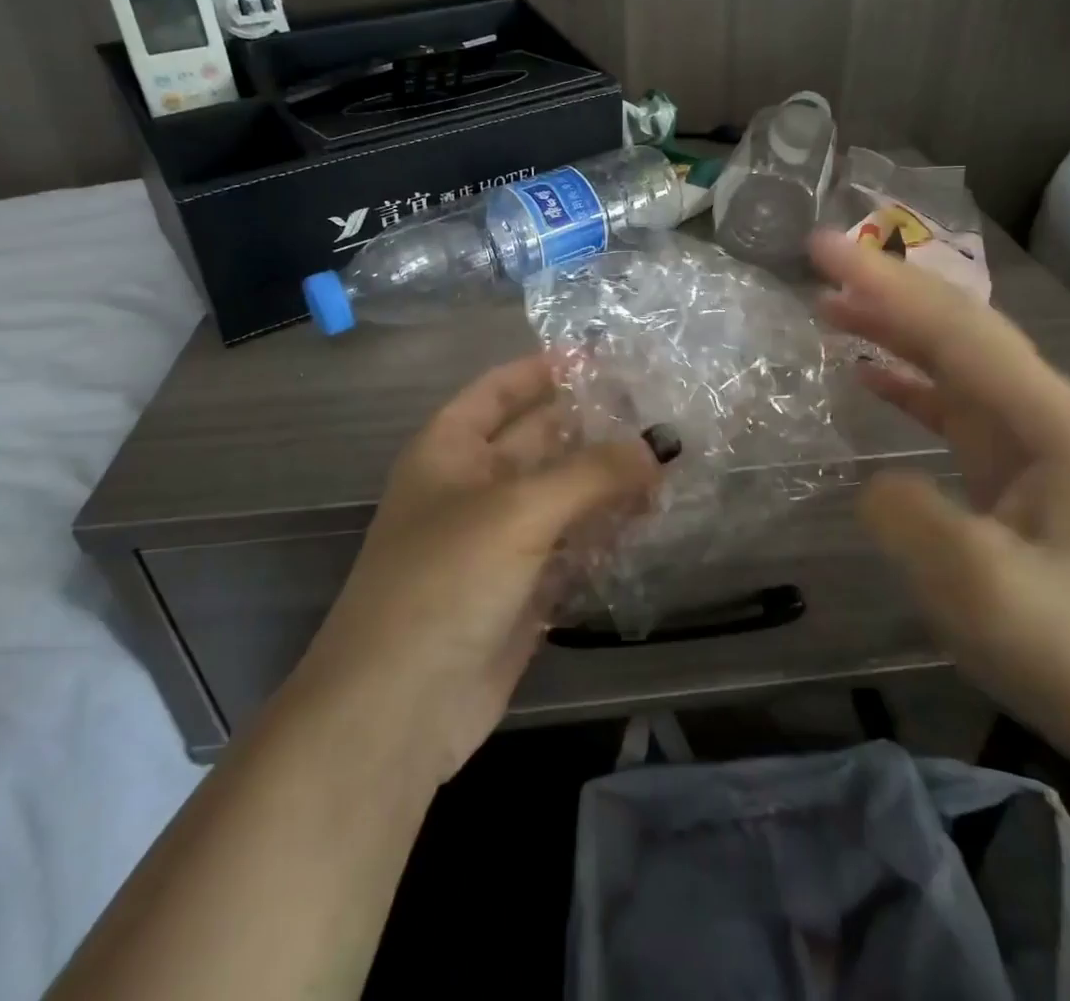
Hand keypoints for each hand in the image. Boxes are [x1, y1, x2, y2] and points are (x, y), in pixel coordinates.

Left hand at [295, 355, 659, 785]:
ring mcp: (500, 541)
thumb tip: (658, 445)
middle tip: (661, 412)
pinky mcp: (524, 589)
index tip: (604, 357)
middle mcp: (474, 487)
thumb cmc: (444, 582)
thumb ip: (592, 473)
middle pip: (541, 440)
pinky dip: (607, 533)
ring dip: (609, 482)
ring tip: (671, 463)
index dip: (545, 369)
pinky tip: (652, 520)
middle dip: (594, 427)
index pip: (500, 389)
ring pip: (563, 495)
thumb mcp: (518, 511)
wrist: (398, 711)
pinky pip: (573, 546)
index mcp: (451, 450)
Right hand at [810, 231, 1069, 777]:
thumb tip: (874, 481)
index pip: (953, 330)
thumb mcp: (979, 586)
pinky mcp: (1019, 469)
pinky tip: (870, 373)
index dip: (884, 284)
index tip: (821, 249)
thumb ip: (909, 515)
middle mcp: (1048, 411)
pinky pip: (954, 403)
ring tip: (829, 305)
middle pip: (957, 329)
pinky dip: (909, 380)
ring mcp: (1036, 439)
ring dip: (893, 328)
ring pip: (954, 360)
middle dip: (887, 288)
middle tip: (819, 258)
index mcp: (1050, 420)